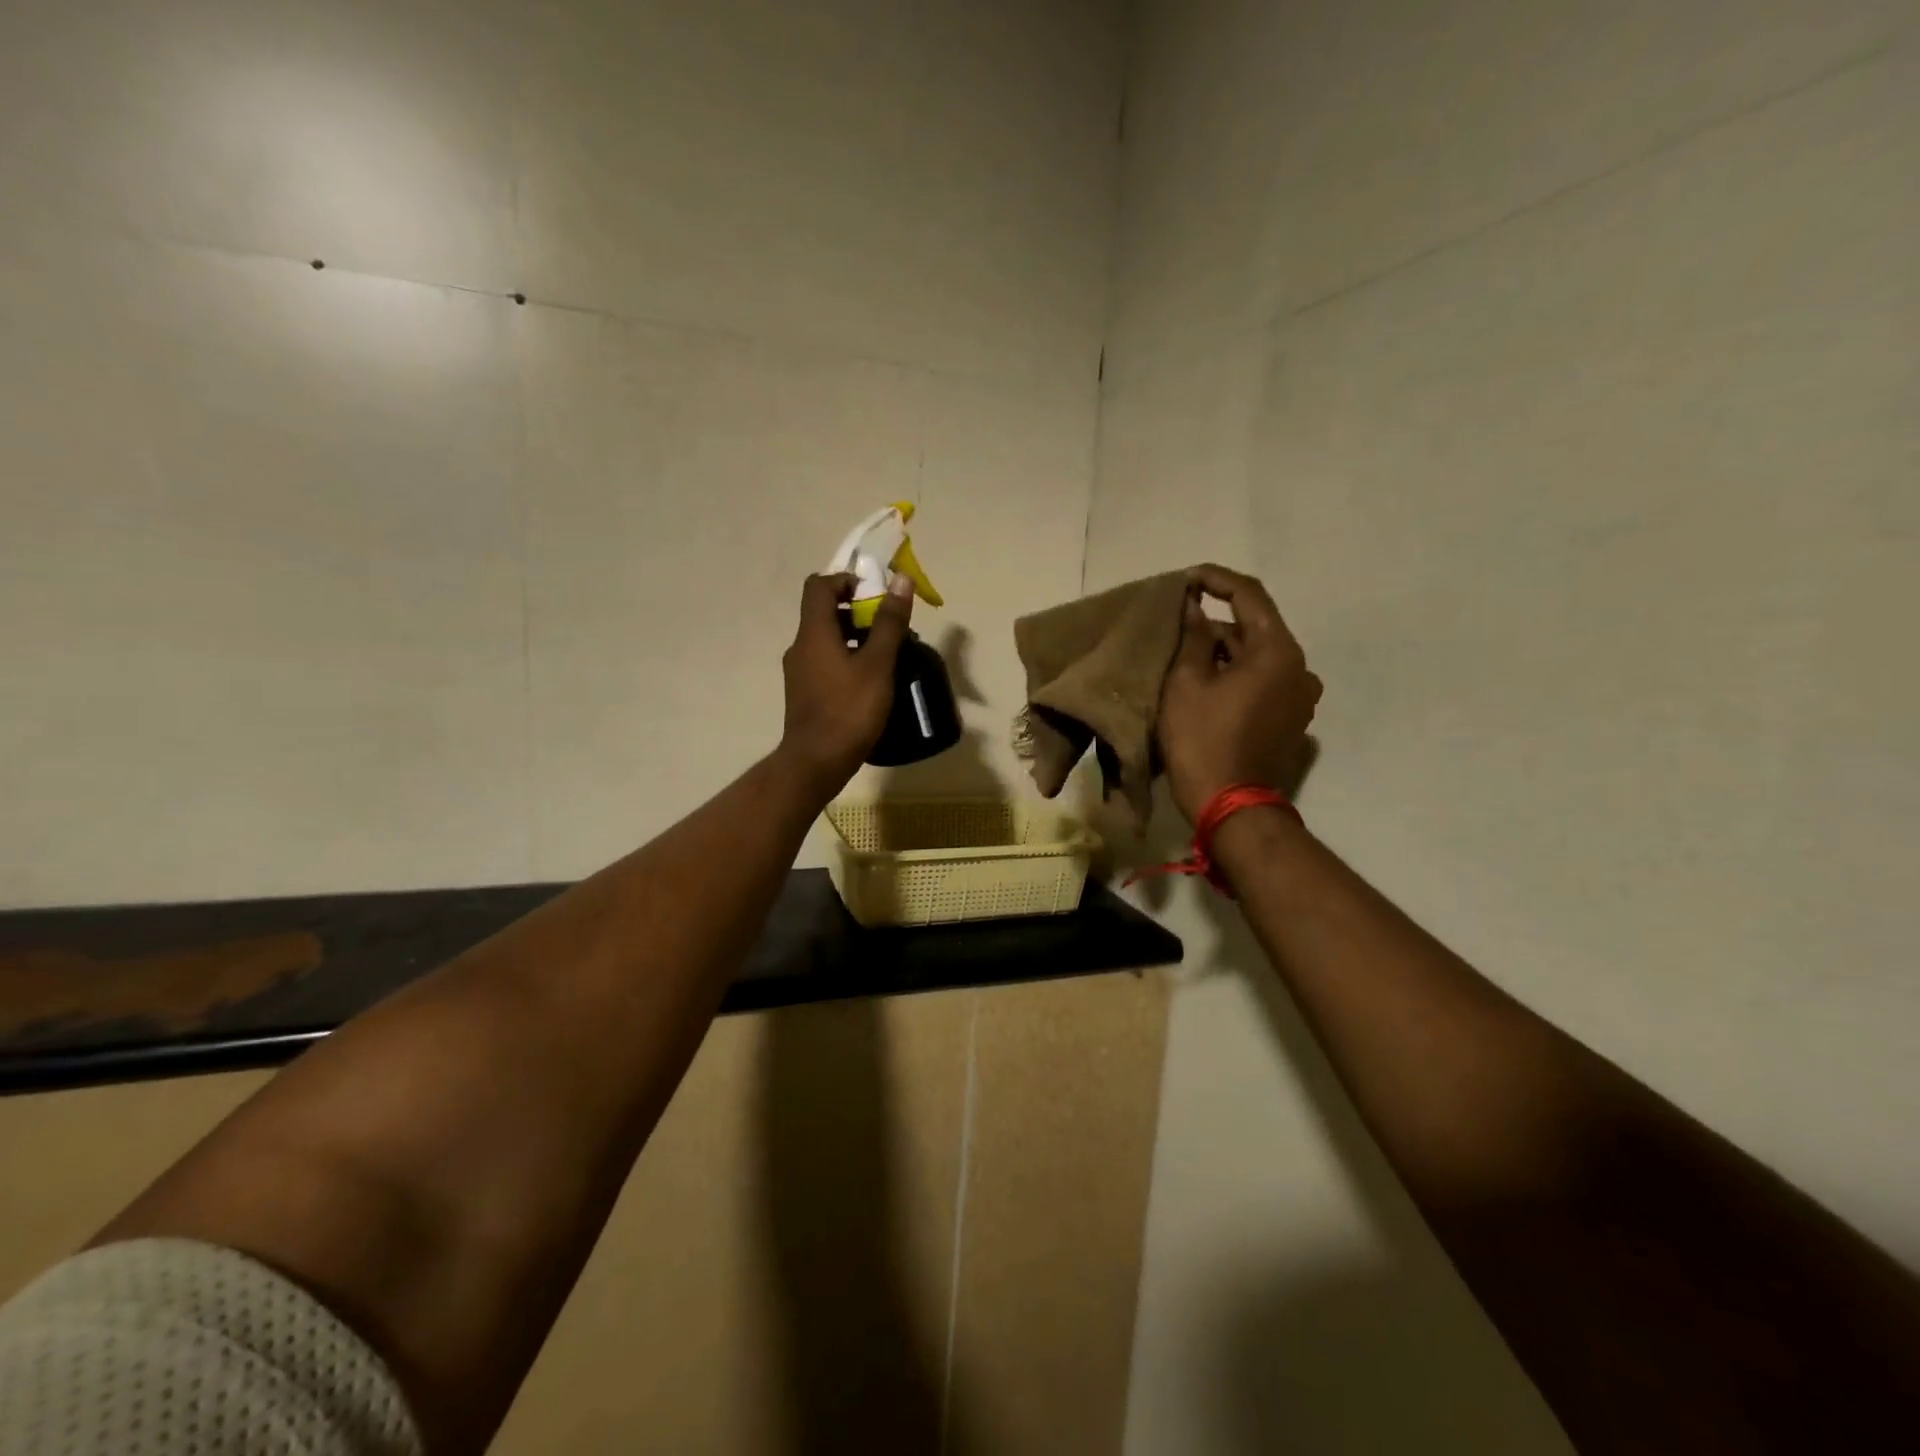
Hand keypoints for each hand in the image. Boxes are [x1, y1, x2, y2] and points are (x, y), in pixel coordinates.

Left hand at [778, 571, 913, 797]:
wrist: (816, 762)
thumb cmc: (849, 710)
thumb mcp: (878, 664)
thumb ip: (889, 622)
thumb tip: (900, 579)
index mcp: (814, 633)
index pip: (820, 585)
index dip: (847, 581)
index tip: (875, 595)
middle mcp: (800, 646)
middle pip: (825, 612)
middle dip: (858, 612)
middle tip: (890, 628)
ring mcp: (799, 672)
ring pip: (827, 640)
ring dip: (855, 638)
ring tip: (887, 656)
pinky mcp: (804, 693)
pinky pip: (825, 662)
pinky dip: (847, 660)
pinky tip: (871, 682)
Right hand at [1157, 564, 1321, 823]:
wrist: (1231, 805)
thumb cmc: (1203, 740)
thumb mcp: (1186, 683)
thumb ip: (1193, 637)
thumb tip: (1196, 608)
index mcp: (1278, 651)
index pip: (1250, 595)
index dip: (1216, 579)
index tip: (1186, 578)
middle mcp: (1300, 667)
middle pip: (1255, 628)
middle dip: (1216, 623)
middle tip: (1176, 625)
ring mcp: (1300, 696)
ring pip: (1258, 656)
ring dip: (1224, 651)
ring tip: (1185, 658)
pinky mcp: (1292, 718)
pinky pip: (1264, 680)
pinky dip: (1237, 674)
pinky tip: (1207, 686)